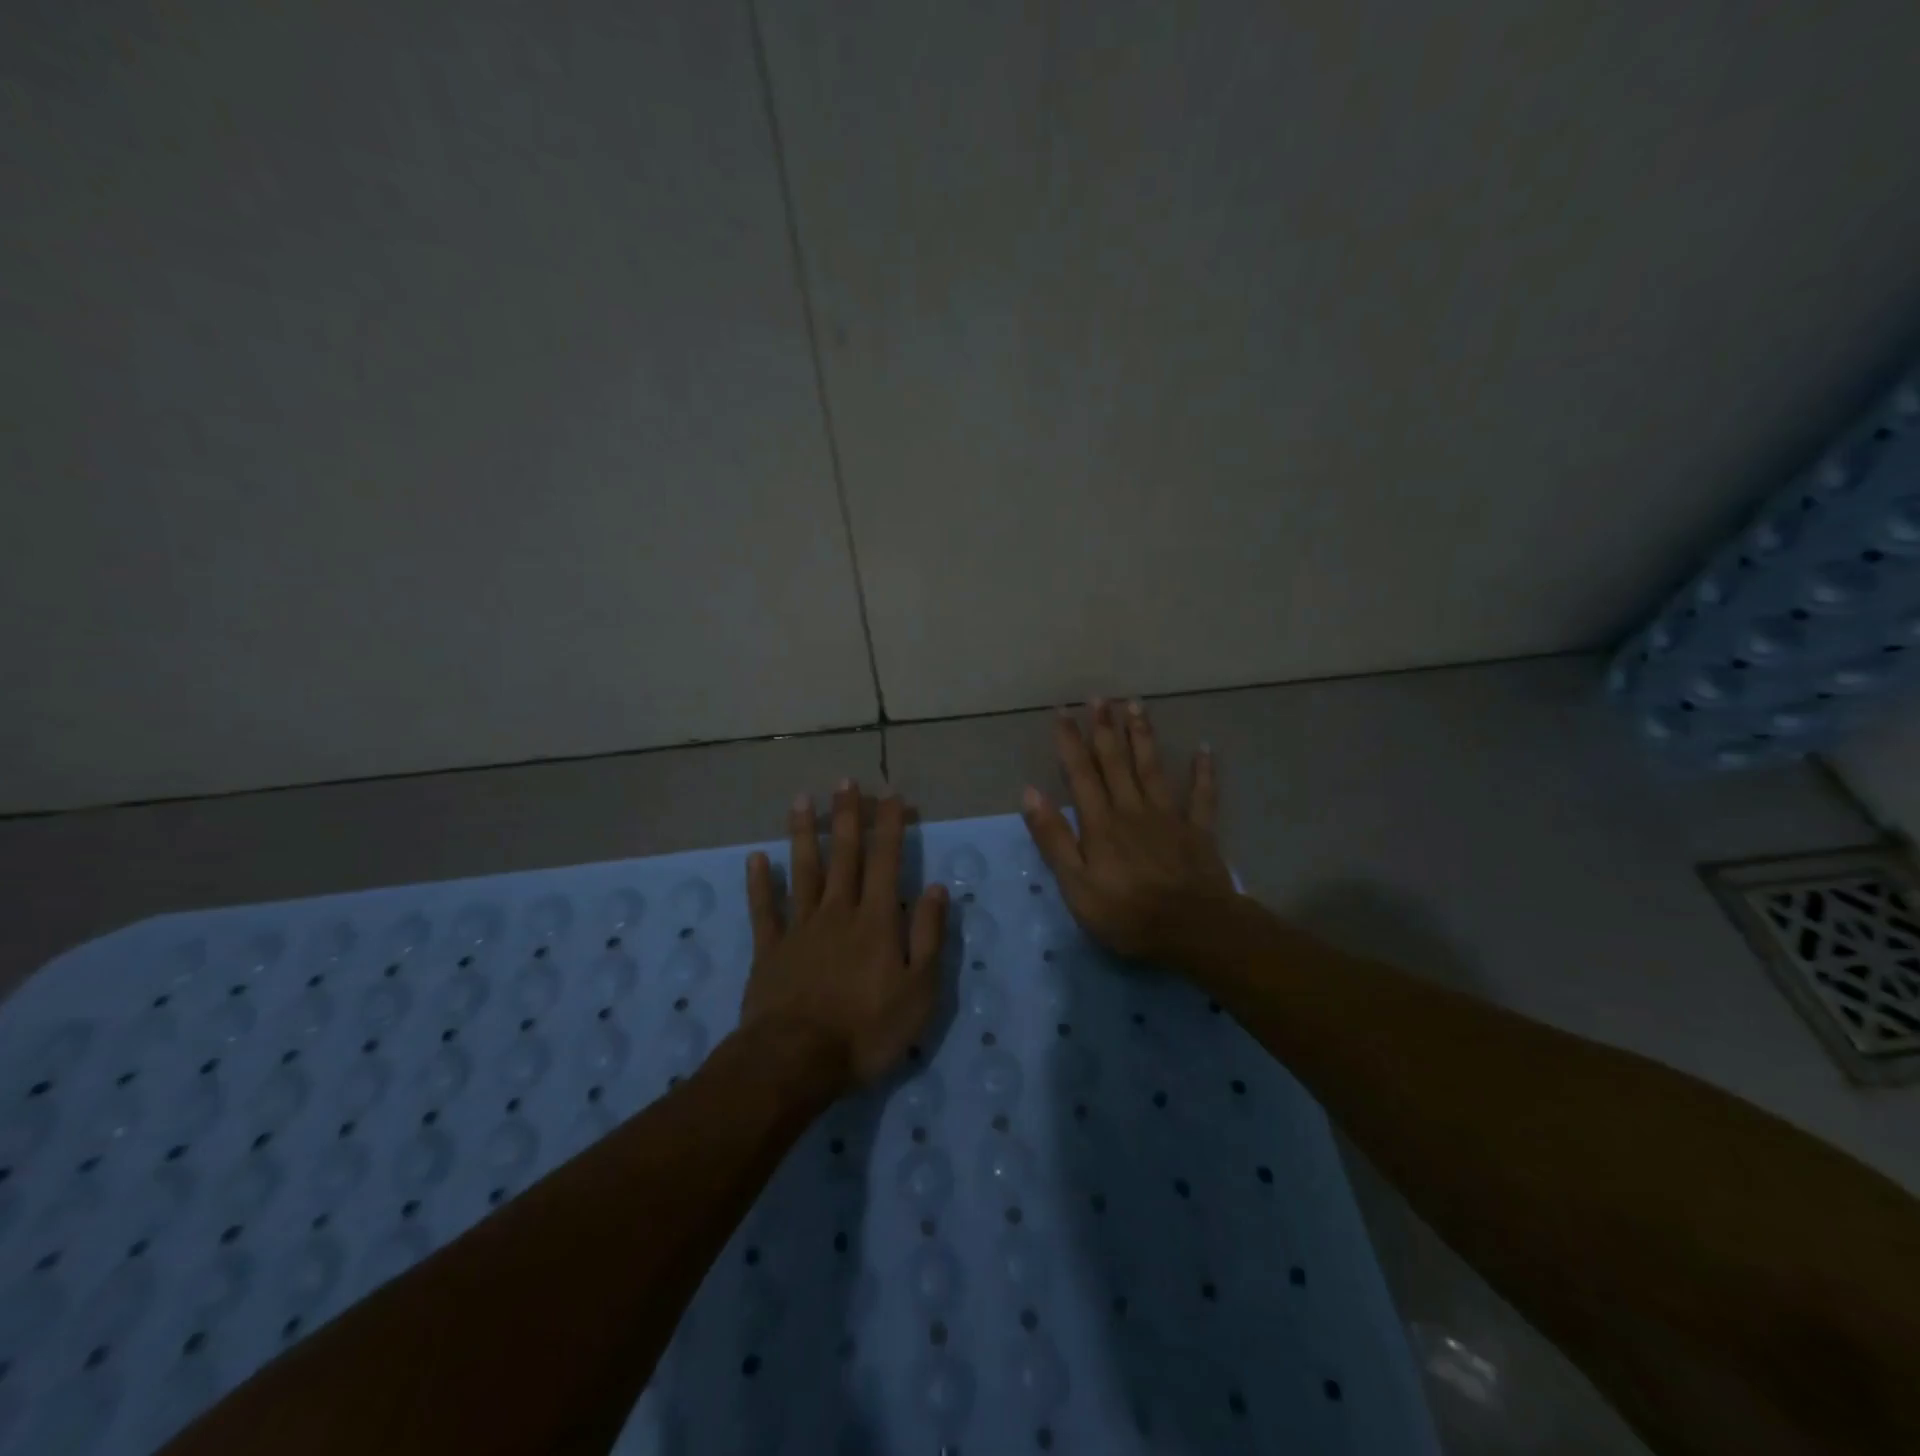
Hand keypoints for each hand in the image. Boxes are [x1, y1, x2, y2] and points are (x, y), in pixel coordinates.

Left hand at [740, 781, 948, 1089]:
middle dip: (846, 816)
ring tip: (801, 800)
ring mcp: (799, 928)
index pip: (887, 861)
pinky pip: (764, 910)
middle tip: (845, 781)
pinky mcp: (770, 951)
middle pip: (844, 855)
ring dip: (803, 834)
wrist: (796, 1061)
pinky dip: (760, 884)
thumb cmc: (867, 1029)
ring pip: (803, 871)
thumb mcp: (919, 990)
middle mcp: (838, 912)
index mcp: (877, 920)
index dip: (890, 825)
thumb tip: (938, 888)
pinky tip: (756, 859)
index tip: (891, 794)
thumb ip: (929, 936)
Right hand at [1021, 699, 1235, 961]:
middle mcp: (1132, 809)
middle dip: (1105, 728)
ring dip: (1142, 735)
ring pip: (1152, 768)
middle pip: (1116, 762)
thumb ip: (1054, 837)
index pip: (1080, 773)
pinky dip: (1203, 771)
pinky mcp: (1198, 831)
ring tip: (1136, 704)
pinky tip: (1204, 748)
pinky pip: (1201, 795)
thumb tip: (1030, 792)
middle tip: (1100, 697)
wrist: (1192, 930)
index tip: (1062, 711)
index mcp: (1100, 823)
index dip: (1070, 741)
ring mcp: (1168, 817)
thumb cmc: (1126, 913)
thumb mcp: (1075, 884)